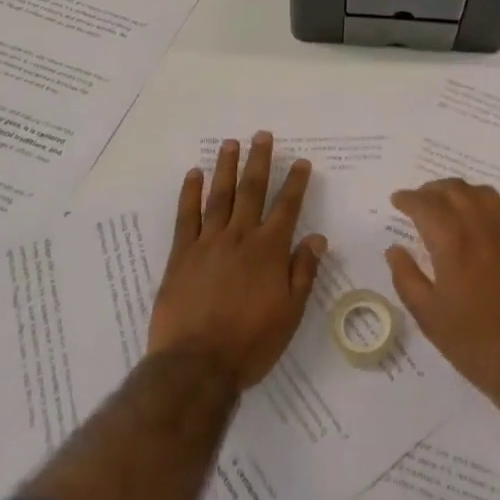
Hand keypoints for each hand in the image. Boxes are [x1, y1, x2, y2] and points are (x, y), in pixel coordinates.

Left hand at [148, 133, 326, 388]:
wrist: (197, 364)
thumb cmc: (251, 343)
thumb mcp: (290, 313)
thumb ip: (303, 272)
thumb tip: (317, 238)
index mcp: (270, 251)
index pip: (287, 208)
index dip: (296, 183)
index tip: (301, 162)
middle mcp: (240, 237)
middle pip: (252, 191)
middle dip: (259, 161)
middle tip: (262, 135)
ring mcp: (208, 243)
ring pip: (219, 196)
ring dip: (226, 167)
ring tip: (230, 143)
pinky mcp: (181, 254)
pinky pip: (186, 216)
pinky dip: (190, 193)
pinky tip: (194, 174)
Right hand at [386, 178, 499, 409]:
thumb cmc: (475, 342)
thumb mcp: (428, 316)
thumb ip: (406, 277)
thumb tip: (394, 249)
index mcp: (453, 241)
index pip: (426, 204)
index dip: (408, 199)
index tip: (397, 201)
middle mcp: (482, 227)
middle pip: (455, 190)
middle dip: (432, 190)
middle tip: (418, 201)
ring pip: (482, 193)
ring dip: (459, 192)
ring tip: (447, 205)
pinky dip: (484, 203)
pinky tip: (479, 220)